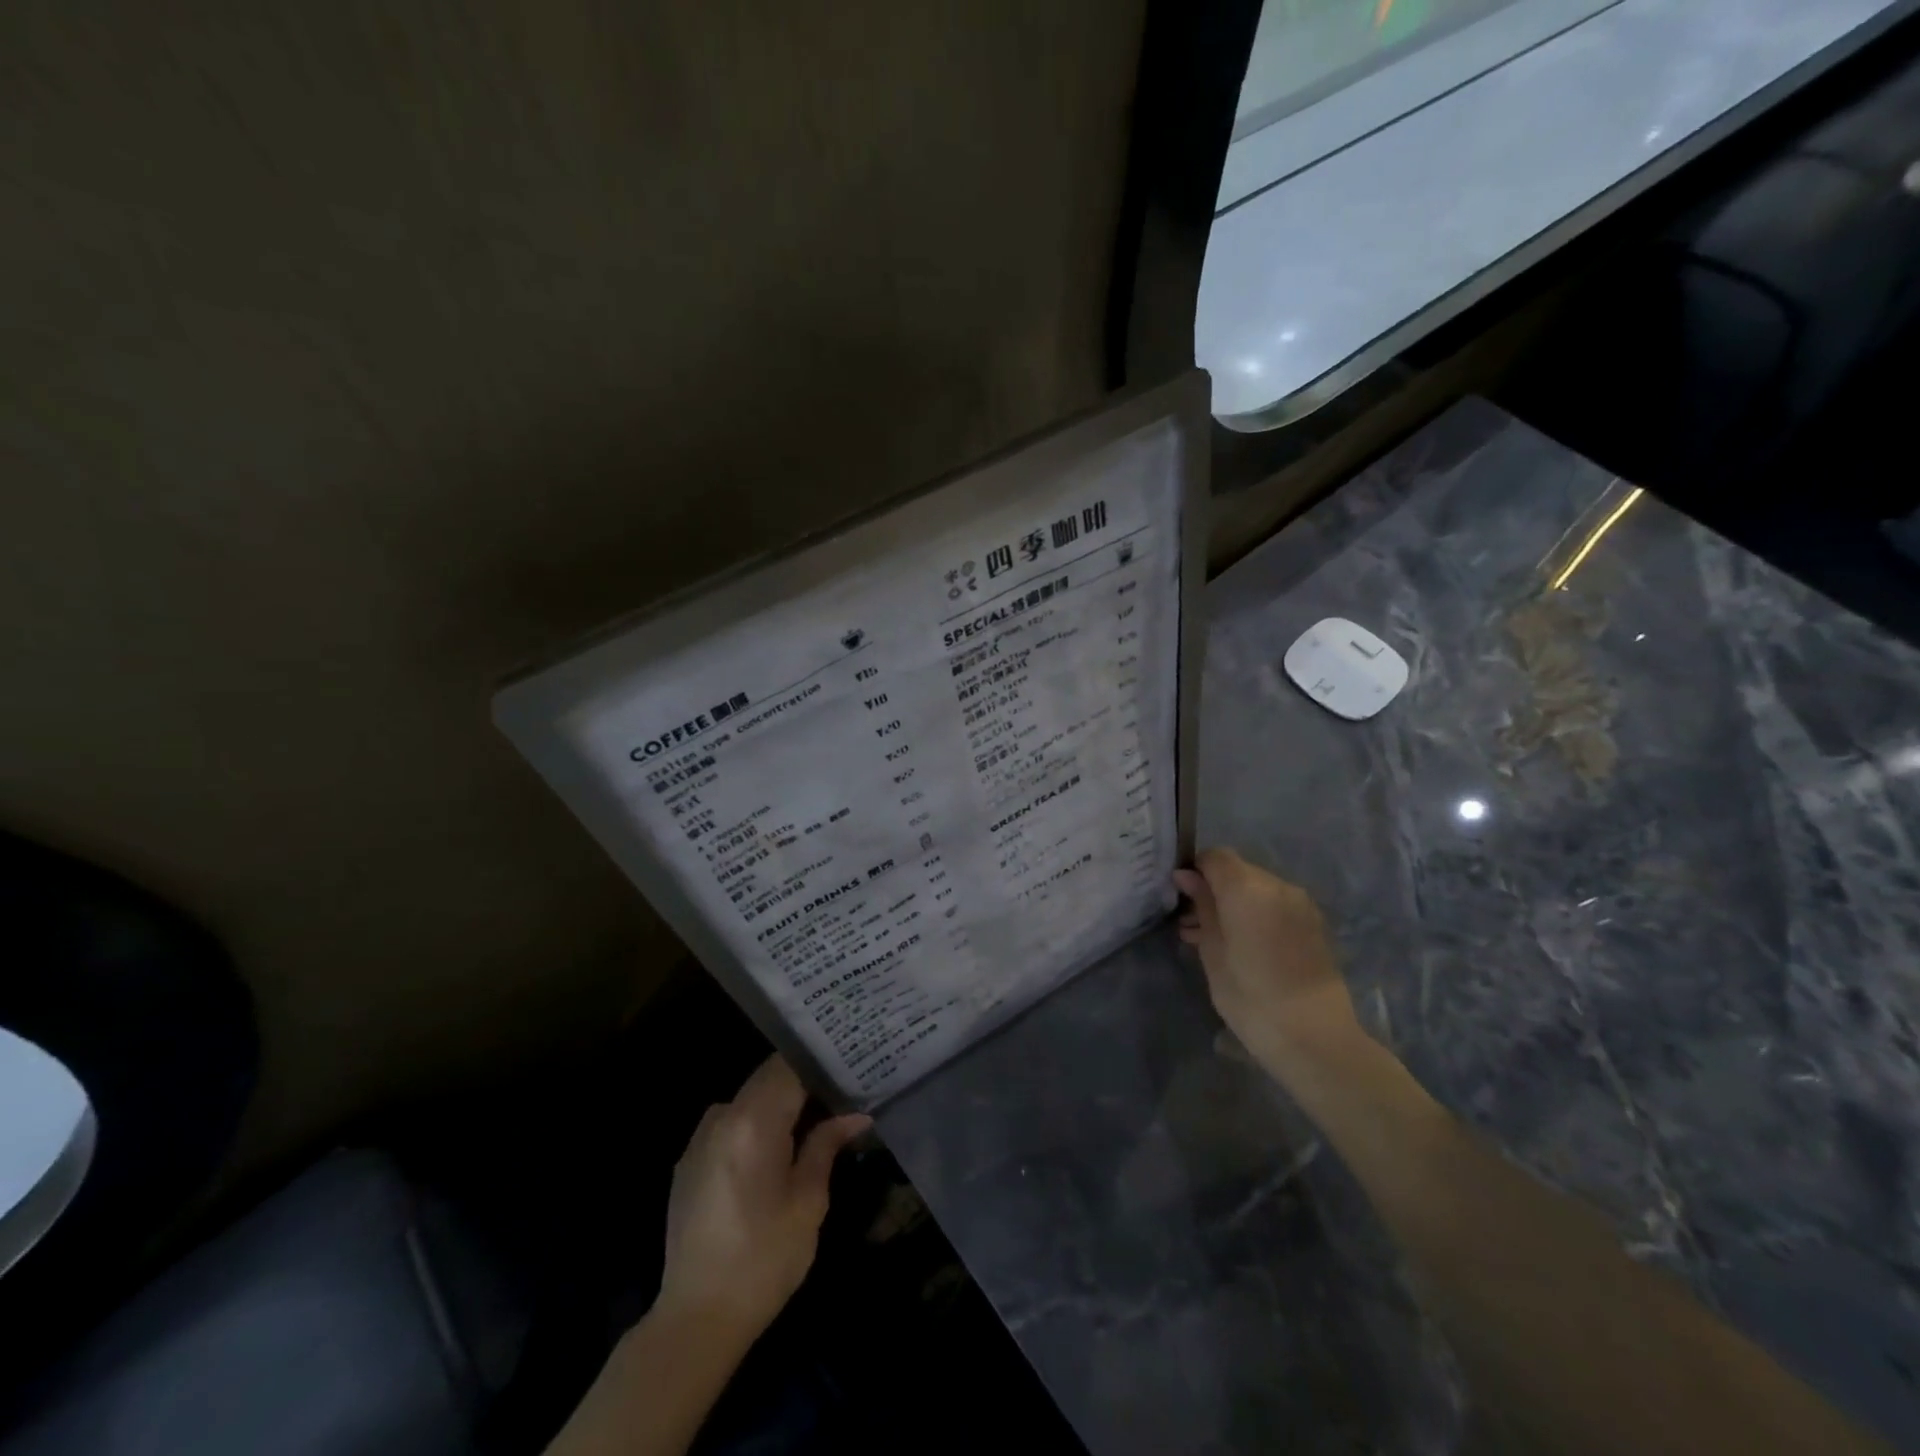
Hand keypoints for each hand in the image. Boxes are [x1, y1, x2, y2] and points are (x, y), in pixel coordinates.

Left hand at [657, 1055, 869, 1345]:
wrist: (696, 1319)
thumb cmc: (764, 1259)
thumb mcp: (808, 1201)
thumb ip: (827, 1145)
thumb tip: (855, 1115)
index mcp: (753, 1121)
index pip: (790, 1065)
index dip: (820, 1062)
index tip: (849, 1066)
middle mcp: (722, 1116)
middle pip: (768, 1078)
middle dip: (803, 1082)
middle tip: (840, 1092)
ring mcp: (700, 1137)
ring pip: (750, 1099)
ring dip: (779, 1104)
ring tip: (814, 1121)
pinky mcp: (688, 1160)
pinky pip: (730, 1124)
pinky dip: (756, 1125)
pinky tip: (775, 1152)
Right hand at [1173, 848, 1365, 1080]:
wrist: (1314, 1037)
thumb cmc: (1250, 996)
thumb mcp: (1213, 951)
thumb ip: (1202, 907)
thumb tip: (1186, 877)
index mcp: (1247, 888)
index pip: (1215, 857)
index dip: (1195, 870)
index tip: (1180, 896)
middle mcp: (1277, 885)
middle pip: (1238, 872)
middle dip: (1214, 889)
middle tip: (1191, 922)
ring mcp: (1300, 904)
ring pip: (1257, 890)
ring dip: (1234, 904)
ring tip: (1210, 937)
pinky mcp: (1313, 924)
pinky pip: (1275, 906)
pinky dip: (1256, 915)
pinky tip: (1241, 945)